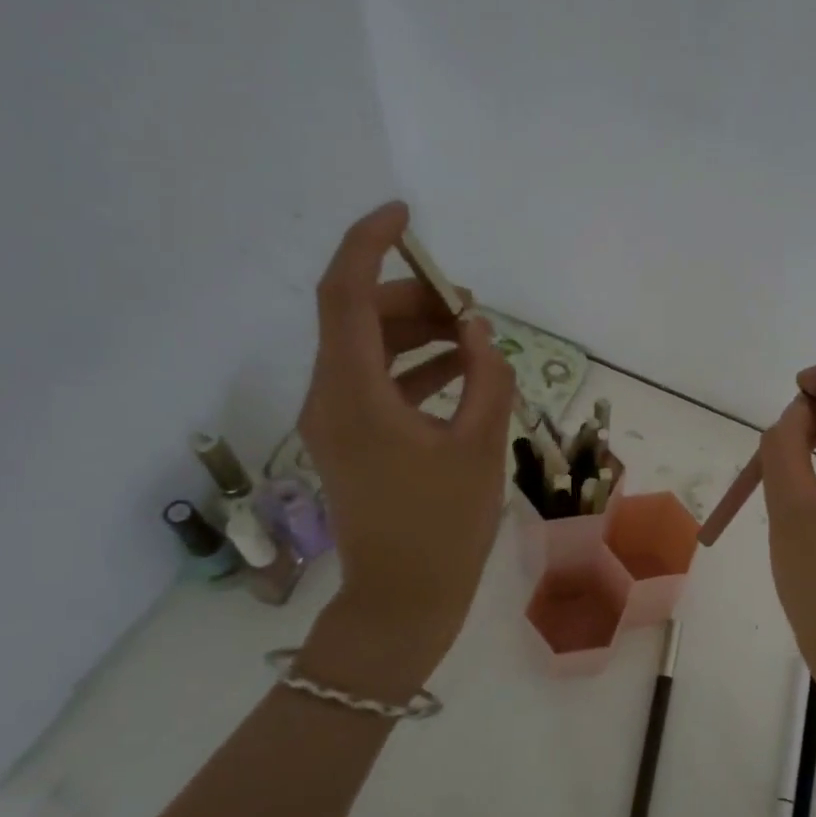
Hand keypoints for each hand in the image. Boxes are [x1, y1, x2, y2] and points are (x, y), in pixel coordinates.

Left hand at [296, 203, 515, 696]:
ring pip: (367, 349)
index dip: (369, 243)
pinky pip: (375, 382)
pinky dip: (413, 366)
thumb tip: (476, 331)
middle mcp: (330, 398)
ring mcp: (336, 421)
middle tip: (470, 307)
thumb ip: (485, 377)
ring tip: (472, 337)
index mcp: (353, 394)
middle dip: (412, 298)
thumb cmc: (443, 528)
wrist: (402, 601)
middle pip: (358, 317)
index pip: (344, 294)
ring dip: (416, 333)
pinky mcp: (351, 441)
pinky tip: (458, 371)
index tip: (407, 215)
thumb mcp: (479, 446)